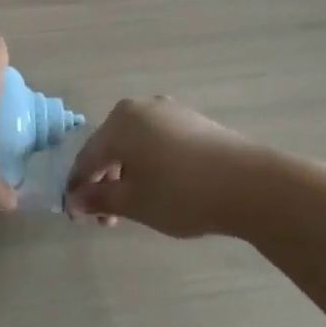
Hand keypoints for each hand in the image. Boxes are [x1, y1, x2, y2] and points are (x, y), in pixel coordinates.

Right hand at [64, 97, 252, 237]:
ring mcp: (170, 111)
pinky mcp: (194, 122)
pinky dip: (151, 164)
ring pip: (136, 144)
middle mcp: (140, 108)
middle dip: (105, 182)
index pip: (87, 157)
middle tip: (109, 218)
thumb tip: (74, 201)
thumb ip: (99, 199)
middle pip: (111, 147)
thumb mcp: (134, 202)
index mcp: (119, 122)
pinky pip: (159, 142)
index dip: (79, 188)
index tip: (77, 216)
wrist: (251, 185)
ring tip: (136, 207)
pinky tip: (161, 188)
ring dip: (128, 175)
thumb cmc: (181, 192)